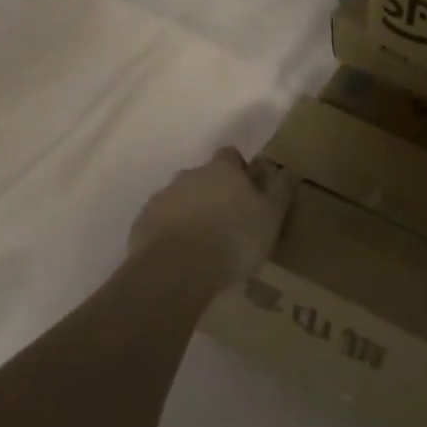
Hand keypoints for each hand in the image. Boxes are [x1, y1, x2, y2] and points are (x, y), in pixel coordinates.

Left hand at [130, 147, 292, 285]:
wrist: (176, 270)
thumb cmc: (233, 239)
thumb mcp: (270, 217)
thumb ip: (279, 191)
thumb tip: (285, 169)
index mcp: (222, 170)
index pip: (230, 155)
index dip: (239, 170)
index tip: (247, 191)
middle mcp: (189, 176)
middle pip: (203, 178)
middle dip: (213, 194)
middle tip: (228, 223)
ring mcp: (162, 199)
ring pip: (180, 200)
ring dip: (190, 214)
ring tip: (203, 245)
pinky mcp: (141, 225)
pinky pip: (160, 224)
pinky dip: (170, 234)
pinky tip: (180, 258)